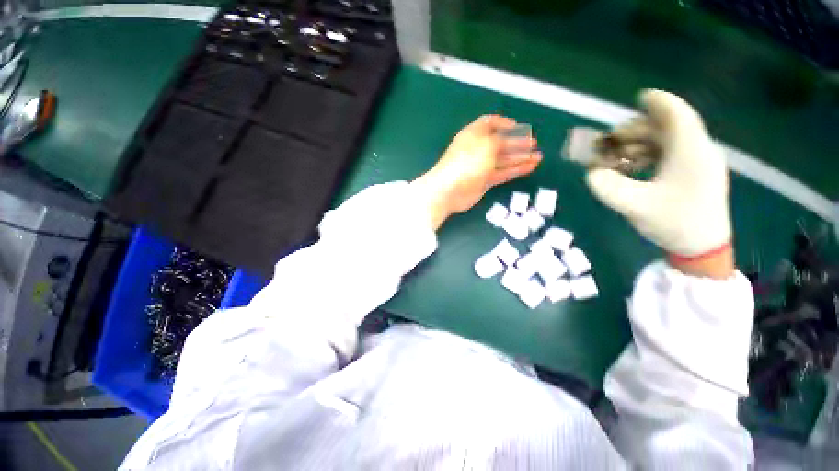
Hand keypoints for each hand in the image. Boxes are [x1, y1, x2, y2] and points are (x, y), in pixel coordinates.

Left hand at [413, 115, 541, 229]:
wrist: (450, 190)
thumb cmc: (467, 162)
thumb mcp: (487, 145)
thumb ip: (502, 140)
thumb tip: (512, 140)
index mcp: (473, 134)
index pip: (489, 123)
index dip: (503, 123)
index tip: (517, 126)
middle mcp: (477, 149)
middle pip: (499, 143)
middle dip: (517, 142)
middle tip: (534, 144)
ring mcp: (480, 166)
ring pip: (503, 159)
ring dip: (520, 157)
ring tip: (537, 156)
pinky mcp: (484, 181)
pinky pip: (503, 173)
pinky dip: (516, 170)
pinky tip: (530, 167)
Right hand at [585, 90, 733, 277]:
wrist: (702, 248)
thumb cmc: (674, 223)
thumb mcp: (634, 206)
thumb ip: (607, 186)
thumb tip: (591, 172)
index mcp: (690, 152)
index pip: (677, 115)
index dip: (659, 103)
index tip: (640, 97)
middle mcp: (698, 151)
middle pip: (667, 127)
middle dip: (637, 130)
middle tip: (611, 142)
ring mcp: (698, 162)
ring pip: (668, 140)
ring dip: (640, 144)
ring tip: (617, 157)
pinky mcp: (695, 173)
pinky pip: (670, 153)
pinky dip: (649, 154)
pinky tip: (633, 166)